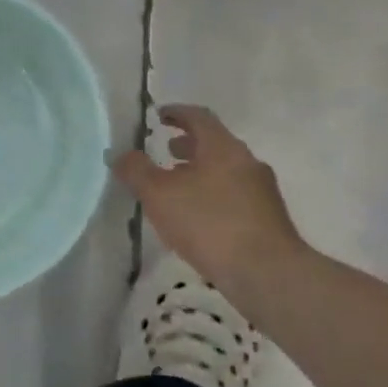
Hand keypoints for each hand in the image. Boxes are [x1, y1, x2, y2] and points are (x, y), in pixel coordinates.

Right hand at [112, 105, 303, 287]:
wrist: (267, 273)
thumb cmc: (209, 224)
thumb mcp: (159, 195)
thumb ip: (136, 171)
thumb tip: (120, 154)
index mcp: (222, 148)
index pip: (199, 117)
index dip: (177, 113)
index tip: (159, 115)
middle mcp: (246, 162)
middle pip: (215, 143)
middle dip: (189, 144)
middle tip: (165, 150)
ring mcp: (261, 191)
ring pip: (225, 170)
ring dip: (200, 172)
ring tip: (176, 187)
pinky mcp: (266, 218)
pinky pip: (233, 195)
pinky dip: (212, 194)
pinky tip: (197, 217)